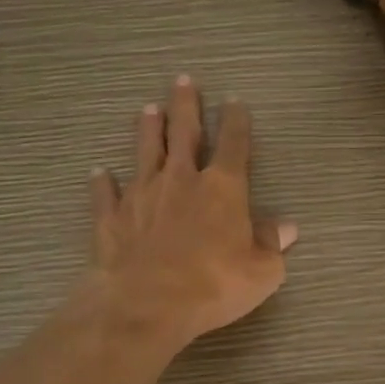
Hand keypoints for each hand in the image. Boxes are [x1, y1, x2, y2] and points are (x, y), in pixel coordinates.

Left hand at [86, 74, 297, 350]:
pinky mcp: (112, 217)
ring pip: (145, 152)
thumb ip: (271, 244)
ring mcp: (142, 195)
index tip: (234, 101)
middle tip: (182, 80)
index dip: (236, 121)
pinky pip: (107, 194)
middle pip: (184, 133)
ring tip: (148, 108)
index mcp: (222, 188)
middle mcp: (181, 180)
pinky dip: (103, 182)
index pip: (233, 144)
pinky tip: (98, 172)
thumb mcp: (261, 271)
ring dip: (148, 129)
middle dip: (186, 106)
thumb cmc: (213, 285)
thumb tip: (285, 227)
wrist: (146, 303)